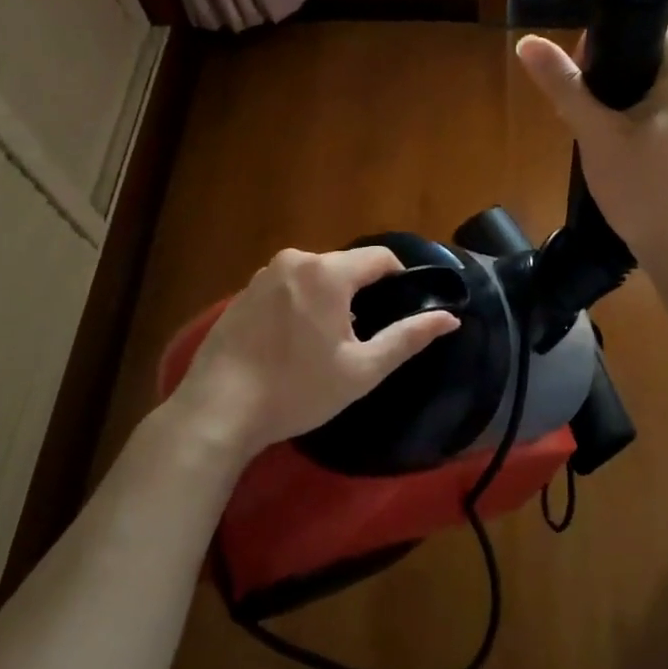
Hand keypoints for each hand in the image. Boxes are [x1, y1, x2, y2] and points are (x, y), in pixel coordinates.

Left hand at [169, 246, 459, 462]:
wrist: (217, 410)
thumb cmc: (297, 390)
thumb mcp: (361, 370)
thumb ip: (408, 338)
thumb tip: (450, 318)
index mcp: (327, 272)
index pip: (380, 258)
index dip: (399, 280)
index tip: (401, 311)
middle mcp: (295, 261)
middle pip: (345, 267)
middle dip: (359, 295)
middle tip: (359, 340)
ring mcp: (263, 275)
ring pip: (314, 277)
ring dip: (327, 301)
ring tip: (322, 346)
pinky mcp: (242, 293)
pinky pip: (286, 288)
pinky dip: (298, 306)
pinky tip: (290, 345)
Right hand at [516, 28, 667, 273]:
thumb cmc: (643, 187)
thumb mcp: (595, 133)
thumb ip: (563, 85)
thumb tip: (528, 42)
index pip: (643, 30)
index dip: (601, 45)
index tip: (576, 80)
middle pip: (642, 58)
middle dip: (603, 79)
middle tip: (578, 112)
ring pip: (646, 88)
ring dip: (613, 103)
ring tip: (590, 131)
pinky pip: (656, 113)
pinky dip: (630, 121)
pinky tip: (612, 148)